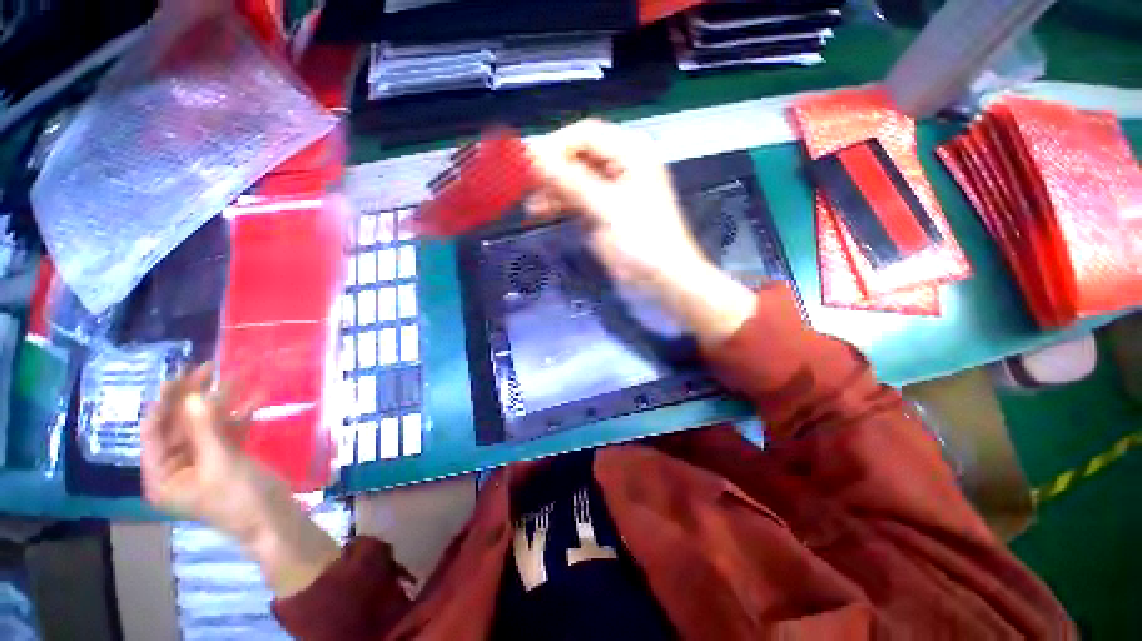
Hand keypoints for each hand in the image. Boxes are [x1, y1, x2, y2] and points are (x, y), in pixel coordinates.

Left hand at [141, 363, 277, 540]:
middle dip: (196, 398)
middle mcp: (175, 468)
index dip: (165, 402)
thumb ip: (205, 428)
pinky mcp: (224, 460)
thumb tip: (194, 394)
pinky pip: (225, 433)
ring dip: (222, 404)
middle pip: (180, 425)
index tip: (181, 376)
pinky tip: (255, 402)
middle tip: (210, 369)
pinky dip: (238, 417)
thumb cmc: (240, 497)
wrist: (275, 519)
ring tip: (238, 378)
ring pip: (205, 426)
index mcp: (161, 476)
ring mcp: (201, 463)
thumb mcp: (221, 462)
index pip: (153, 432)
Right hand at [526, 119, 707, 294]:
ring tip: (530, 204)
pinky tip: (541, 212)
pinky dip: (559, 205)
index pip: (585, 135)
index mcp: (630, 153)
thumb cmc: (642, 241)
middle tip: (523, 184)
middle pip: (577, 157)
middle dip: (550, 170)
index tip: (527, 163)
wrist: (662, 280)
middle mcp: (620, 166)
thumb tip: (532, 157)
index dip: (555, 146)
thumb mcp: (606, 208)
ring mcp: (610, 191)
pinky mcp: (602, 213)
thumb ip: (569, 181)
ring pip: (573, 180)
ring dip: (551, 190)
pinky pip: (575, 201)